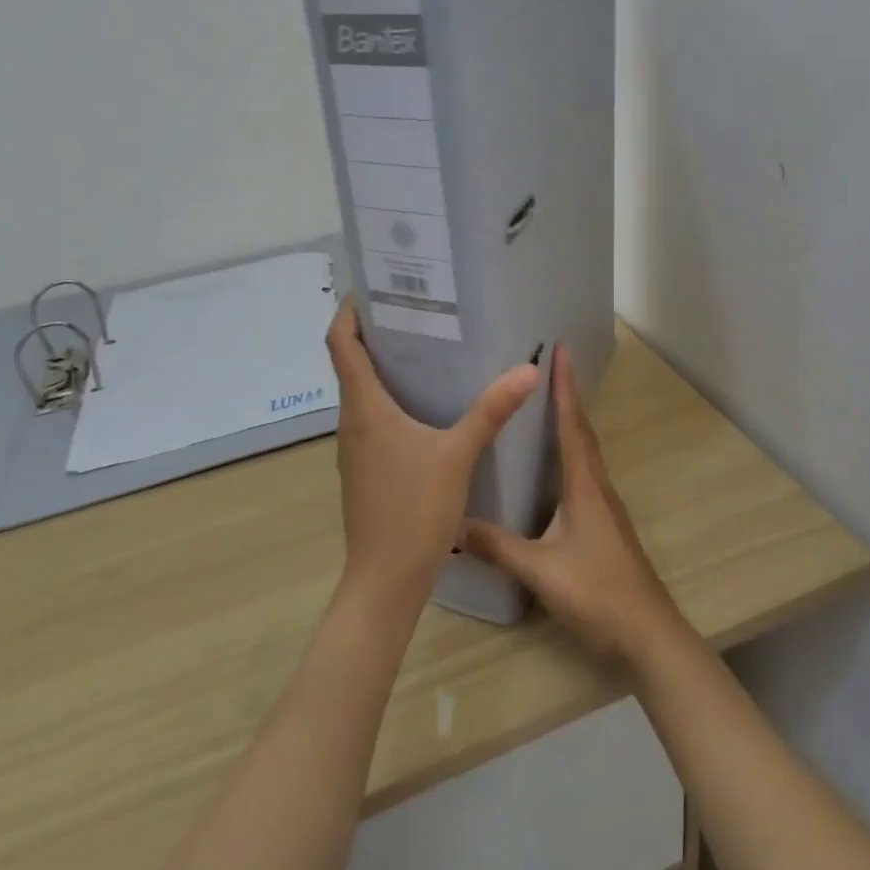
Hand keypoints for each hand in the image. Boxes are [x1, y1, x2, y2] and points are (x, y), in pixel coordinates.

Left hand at [325, 299, 538, 613]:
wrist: (385, 582)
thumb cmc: (414, 512)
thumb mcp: (459, 455)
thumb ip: (491, 411)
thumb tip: (528, 369)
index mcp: (364, 408)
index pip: (340, 343)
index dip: (349, 310)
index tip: (373, 287)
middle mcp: (352, 421)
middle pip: (351, 362)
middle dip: (376, 331)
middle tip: (416, 308)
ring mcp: (356, 448)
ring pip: (363, 392)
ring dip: (385, 365)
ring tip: (427, 346)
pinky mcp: (367, 468)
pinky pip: (373, 417)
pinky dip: (392, 397)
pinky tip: (428, 403)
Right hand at [462, 345, 685, 662]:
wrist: (647, 635)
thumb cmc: (597, 594)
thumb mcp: (541, 571)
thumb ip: (498, 547)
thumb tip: (452, 526)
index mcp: (585, 486)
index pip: (572, 426)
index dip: (565, 387)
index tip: (561, 350)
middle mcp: (598, 487)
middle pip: (582, 432)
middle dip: (568, 397)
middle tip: (550, 366)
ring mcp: (605, 507)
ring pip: (586, 453)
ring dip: (571, 424)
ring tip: (547, 405)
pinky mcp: (605, 526)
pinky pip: (586, 474)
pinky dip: (572, 454)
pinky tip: (555, 467)